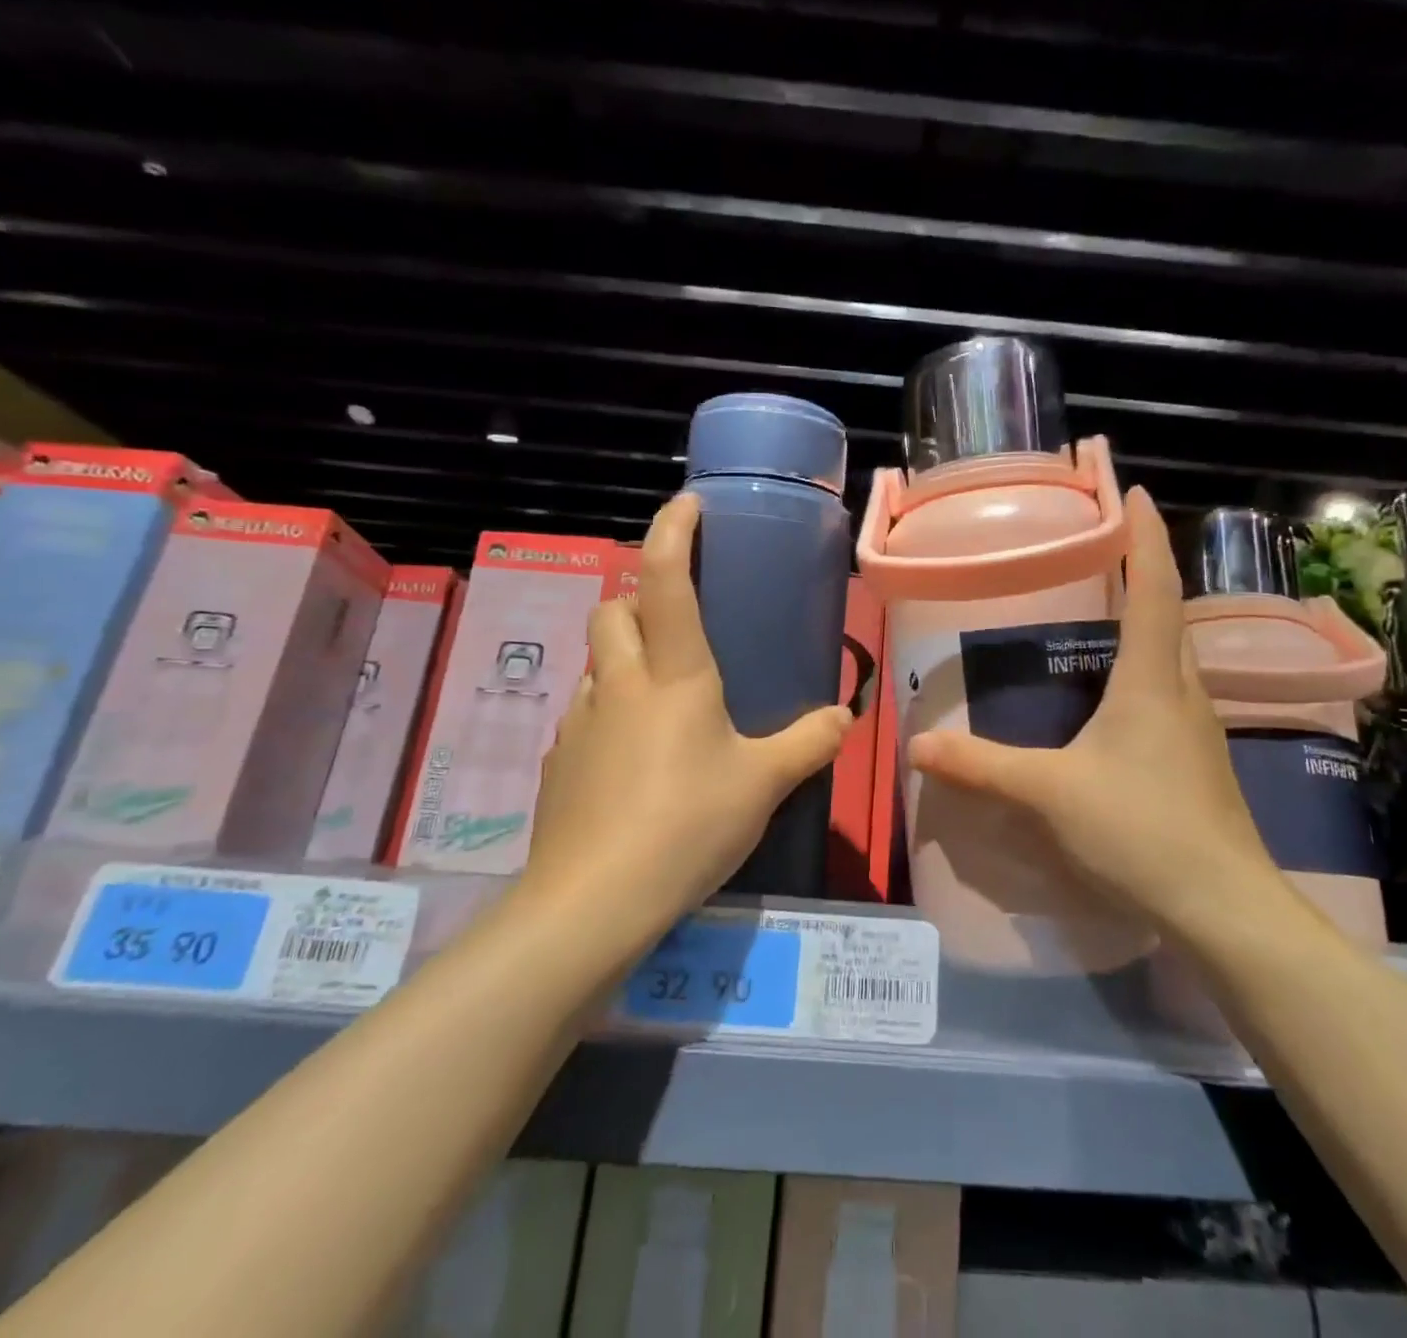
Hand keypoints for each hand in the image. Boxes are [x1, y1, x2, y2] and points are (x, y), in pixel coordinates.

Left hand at [524, 494, 851, 939]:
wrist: (593, 901)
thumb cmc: (686, 824)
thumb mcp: (763, 784)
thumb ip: (809, 743)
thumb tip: (847, 715)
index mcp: (673, 676)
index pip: (663, 579)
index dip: (673, 532)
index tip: (689, 505)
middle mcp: (618, 684)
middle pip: (613, 610)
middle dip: (640, 596)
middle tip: (679, 619)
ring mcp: (579, 722)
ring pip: (596, 661)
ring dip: (624, 654)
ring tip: (663, 691)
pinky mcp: (560, 760)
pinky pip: (585, 711)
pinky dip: (609, 707)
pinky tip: (635, 753)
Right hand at [907, 486, 1300, 951]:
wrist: (1223, 907)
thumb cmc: (1140, 830)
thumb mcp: (1050, 793)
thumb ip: (982, 766)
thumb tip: (918, 747)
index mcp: (1151, 681)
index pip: (1154, 588)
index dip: (1144, 537)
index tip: (1131, 491)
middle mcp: (1183, 693)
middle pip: (1168, 617)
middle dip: (1143, 574)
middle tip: (1101, 553)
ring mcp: (1199, 730)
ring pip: (1171, 659)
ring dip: (1145, 626)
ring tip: (1102, 617)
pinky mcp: (1199, 764)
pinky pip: (1170, 697)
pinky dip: (1143, 675)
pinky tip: (1114, 701)